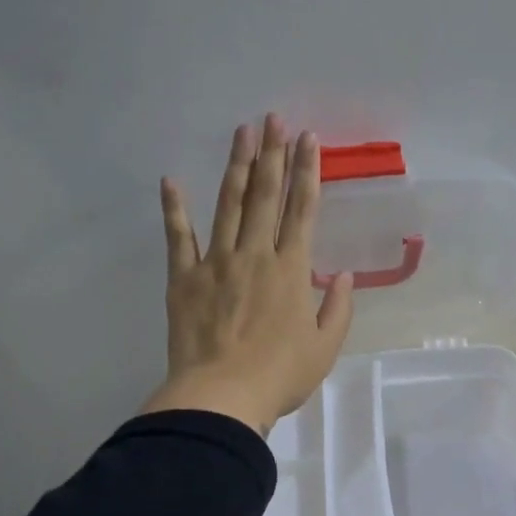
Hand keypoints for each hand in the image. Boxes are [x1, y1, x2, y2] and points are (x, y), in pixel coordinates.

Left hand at [141, 114, 355, 434]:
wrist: (222, 397)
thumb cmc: (280, 376)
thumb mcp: (325, 347)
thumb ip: (338, 308)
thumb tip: (344, 275)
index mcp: (291, 269)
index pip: (303, 209)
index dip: (308, 170)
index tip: (308, 138)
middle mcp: (255, 254)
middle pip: (265, 195)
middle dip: (271, 153)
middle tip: (272, 118)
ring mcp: (216, 262)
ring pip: (228, 204)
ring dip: (236, 166)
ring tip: (241, 132)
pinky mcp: (184, 278)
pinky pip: (178, 237)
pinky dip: (174, 209)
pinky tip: (171, 181)